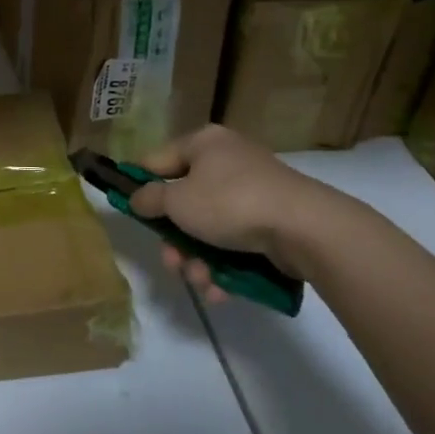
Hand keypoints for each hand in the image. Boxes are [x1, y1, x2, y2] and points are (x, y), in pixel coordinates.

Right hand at [125, 125, 343, 301]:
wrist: (305, 228)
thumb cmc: (230, 203)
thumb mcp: (177, 201)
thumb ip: (150, 199)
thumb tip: (138, 197)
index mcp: (203, 144)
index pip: (157, 161)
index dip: (140, 185)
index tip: (130, 211)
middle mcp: (227, 161)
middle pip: (184, 201)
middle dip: (175, 239)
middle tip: (171, 261)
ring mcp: (253, 191)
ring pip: (209, 227)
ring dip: (197, 258)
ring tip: (200, 280)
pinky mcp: (272, 221)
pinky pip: (236, 241)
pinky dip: (224, 264)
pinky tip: (220, 289)